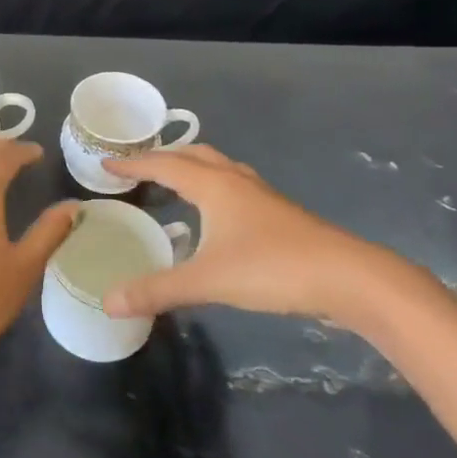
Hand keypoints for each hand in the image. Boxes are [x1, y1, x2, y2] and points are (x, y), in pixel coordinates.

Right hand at [100, 145, 440, 332]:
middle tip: (138, 169)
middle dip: (164, 157)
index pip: (164, 165)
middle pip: (195, 155)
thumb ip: (157, 290)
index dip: (133, 164)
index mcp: (215, 186)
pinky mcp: (279, 215)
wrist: (349, 278)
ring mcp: (262, 197)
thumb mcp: (208, 280)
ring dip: (192, 168)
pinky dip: (213, 188)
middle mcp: (236, 182)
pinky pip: (235, 188)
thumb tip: (108, 302)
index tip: (107, 165)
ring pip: (219, 169)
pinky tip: (215, 216)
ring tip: (173, 183)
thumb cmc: (273, 268)